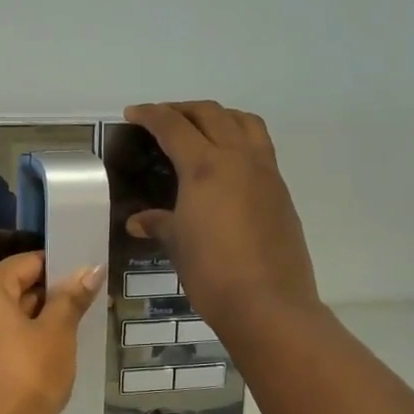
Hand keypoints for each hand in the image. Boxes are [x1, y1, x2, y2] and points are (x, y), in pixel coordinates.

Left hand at [0, 251, 105, 413]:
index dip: (59, 269)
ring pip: (2, 316)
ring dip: (33, 321)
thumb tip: (91, 268)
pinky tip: (44, 355)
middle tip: (84, 307)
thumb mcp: (57, 332)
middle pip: (12, 288)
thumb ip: (71, 297)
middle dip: (48, 297)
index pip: (26, 263)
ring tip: (69, 332)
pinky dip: (15, 341)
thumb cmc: (29, 374)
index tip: (86, 281)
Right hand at [122, 102, 318, 332]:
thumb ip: (158, 223)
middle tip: (162, 119)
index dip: (150, 115)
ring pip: (244, 122)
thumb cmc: (211, 272)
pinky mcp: (281, 190)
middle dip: (183, 110)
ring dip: (219, 116)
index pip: (173, 126)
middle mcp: (238, 158)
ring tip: (201, 130)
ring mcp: (265, 172)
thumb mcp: (177, 244)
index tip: (133, 114)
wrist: (268, 303)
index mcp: (205, 166)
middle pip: (211, 114)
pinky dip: (240, 139)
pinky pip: (260, 147)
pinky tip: (226, 164)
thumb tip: (138, 221)